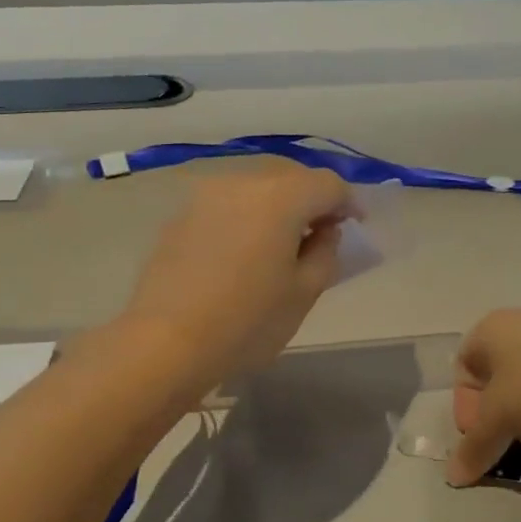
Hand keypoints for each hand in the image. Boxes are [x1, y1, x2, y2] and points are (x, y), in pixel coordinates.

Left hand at [121, 162, 352, 385]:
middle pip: (290, 179)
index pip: (328, 184)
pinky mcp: (180, 216)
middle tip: (321, 232)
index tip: (355, 227)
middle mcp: (242, 183)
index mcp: (280, 197)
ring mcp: (205, 196)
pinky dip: (246, 218)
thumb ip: (325, 252)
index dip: (348, 203)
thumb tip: (323, 231)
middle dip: (312, 200)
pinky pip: (227, 206)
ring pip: (256, 189)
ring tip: (281, 242)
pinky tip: (243, 250)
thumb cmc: (247, 322)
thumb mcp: (304, 292)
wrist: (166, 343)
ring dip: (277, 207)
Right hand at [447, 309, 520, 485]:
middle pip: (494, 374)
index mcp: (489, 330)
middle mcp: (517, 323)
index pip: (462, 369)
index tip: (482, 434)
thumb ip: (474, 447)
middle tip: (507, 438)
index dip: (465, 406)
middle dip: (496, 410)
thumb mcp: (501, 418)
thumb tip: (453, 477)